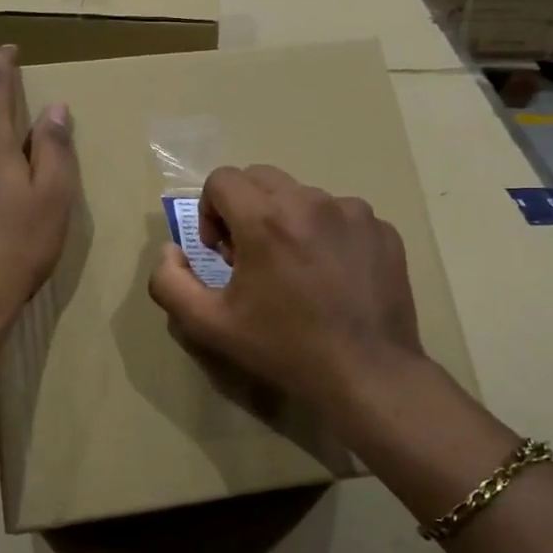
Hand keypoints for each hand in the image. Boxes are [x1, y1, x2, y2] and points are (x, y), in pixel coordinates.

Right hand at [147, 165, 423, 410]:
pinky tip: (331, 275)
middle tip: (251, 257)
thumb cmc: (284, 349)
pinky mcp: (382, 229)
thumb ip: (170, 282)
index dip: (209, 211)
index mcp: (266, 219)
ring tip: (295, 268)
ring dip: (286, 220)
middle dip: (244, 209)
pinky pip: (341, 214)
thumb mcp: (209, 325)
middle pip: (260, 178)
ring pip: (302, 195)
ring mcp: (353, 212)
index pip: (222, 179)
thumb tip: (170, 251)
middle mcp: (311, 202)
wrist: (367, 375)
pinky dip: (326, 233)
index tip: (222, 252)